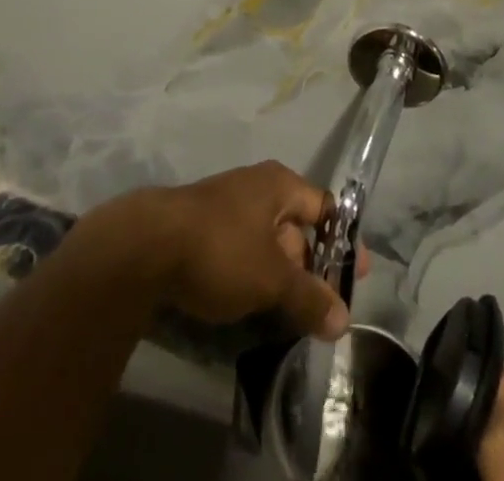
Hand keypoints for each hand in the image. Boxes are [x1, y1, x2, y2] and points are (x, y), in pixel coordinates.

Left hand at [142, 161, 350, 338]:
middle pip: (296, 226)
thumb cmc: (221, 248)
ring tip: (291, 312)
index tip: (356, 276)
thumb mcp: (271, 277)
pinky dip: (254, 275)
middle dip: (310, 266)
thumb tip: (344, 320)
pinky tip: (251, 304)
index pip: (325, 208)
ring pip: (268, 241)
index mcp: (280, 184)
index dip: (343, 241)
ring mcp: (228, 206)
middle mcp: (257, 187)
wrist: (146, 246)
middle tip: (322, 306)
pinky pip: (242, 250)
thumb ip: (308, 297)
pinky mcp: (203, 229)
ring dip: (281, 275)